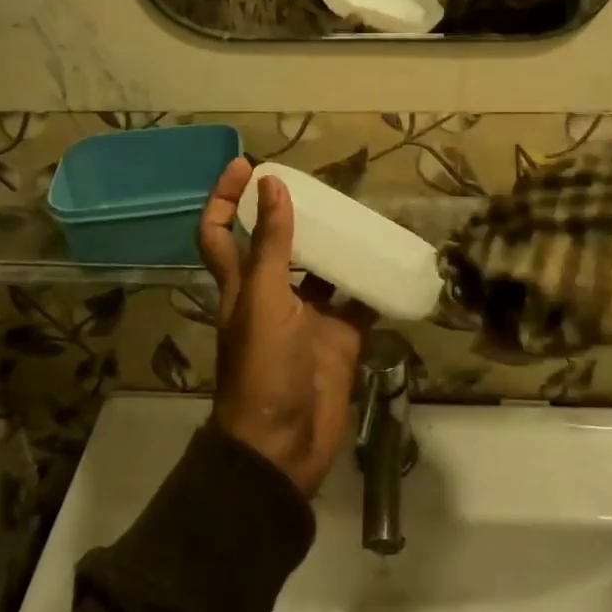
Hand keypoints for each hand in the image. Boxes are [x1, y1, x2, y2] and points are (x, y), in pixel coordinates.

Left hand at [197, 160, 370, 496]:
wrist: (285, 446)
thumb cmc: (264, 368)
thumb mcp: (264, 300)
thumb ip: (272, 246)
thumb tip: (272, 184)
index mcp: (242, 284)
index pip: (220, 231)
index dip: (226, 198)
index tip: (247, 165)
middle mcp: (272, 293)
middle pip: (276, 243)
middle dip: (292, 214)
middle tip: (321, 187)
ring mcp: (308, 315)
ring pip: (321, 268)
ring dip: (336, 244)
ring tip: (361, 214)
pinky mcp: (340, 336)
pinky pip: (358, 300)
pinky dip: (373, 282)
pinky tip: (391, 259)